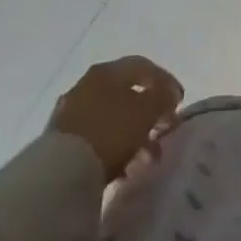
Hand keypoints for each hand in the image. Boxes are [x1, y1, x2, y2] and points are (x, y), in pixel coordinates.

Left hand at [50, 57, 183, 179]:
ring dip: (134, 134)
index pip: (142, 67)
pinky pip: (98, 137)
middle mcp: (87, 85)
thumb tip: (169, 94)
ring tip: (148, 157)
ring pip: (113, 117)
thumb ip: (162, 97)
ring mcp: (72, 112)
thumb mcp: (146, 111)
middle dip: (150, 112)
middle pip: (127, 93)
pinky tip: (125, 167)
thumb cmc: (110, 131)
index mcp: (106, 71)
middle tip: (164, 130)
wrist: (60, 173)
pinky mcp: (62, 140)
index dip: (166, 81)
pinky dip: (116, 147)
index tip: (180, 103)